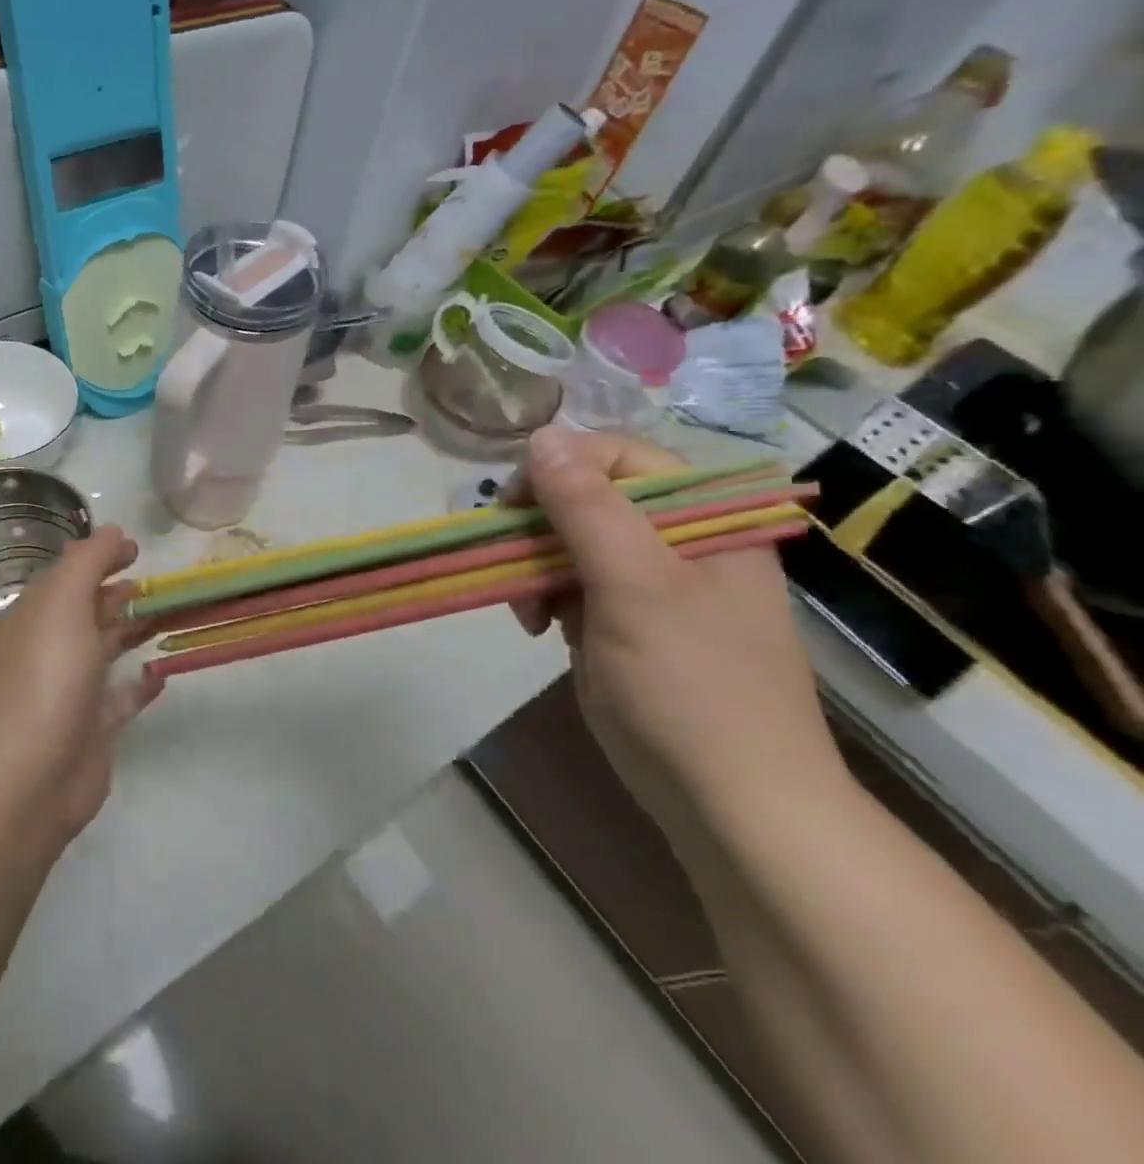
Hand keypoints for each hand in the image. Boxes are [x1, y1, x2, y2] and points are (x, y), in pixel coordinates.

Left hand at [0, 527, 163, 844]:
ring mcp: (70, 692)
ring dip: (134, 631)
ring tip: (170, 614)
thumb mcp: (63, 603)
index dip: (99, 558)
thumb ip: (88, 562)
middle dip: (120, 594)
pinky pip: (120, 698)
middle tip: (160, 583)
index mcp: (33, 619)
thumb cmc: (45, 677)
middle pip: (87, 612)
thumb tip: (111, 530)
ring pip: (106, 651)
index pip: (67, 577)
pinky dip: (140, 683)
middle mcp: (48, 651)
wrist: (28, 778)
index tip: (136, 550)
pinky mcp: (92, 730)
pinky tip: (162, 671)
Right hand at [508, 426, 845, 825]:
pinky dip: (547, 599)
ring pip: (572, 544)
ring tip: (527, 612)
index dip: (558, 470)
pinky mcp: (626, 624)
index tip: (510, 507)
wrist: (734, 807)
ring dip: (536, 568)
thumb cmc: (692, 686)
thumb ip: (585, 506)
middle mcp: (679, 542)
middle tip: (511, 566)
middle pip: (588, 499)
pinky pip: (573, 586)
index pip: (618, 457)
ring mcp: (652, 586)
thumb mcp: (635, 586)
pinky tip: (540, 628)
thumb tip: (541, 436)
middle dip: (540, 529)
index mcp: (703, 519)